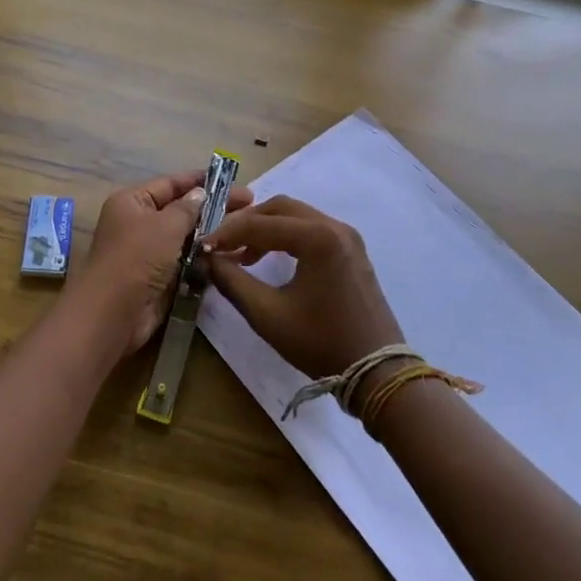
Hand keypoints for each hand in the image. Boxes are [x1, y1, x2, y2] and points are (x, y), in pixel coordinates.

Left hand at [71, 170, 253, 356]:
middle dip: (213, 207)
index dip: (200, 181)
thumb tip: (201, 193)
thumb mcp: (165, 225)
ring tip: (246, 230)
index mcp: (132, 202)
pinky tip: (233, 254)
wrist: (114, 313)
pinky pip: (187, 261)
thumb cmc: (137, 258)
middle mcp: (139, 223)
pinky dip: (206, 258)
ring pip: (187, 237)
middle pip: (181, 210)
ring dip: (212, 234)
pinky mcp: (160, 278)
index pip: (170, 184)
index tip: (230, 179)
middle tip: (249, 204)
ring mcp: (150, 252)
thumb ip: (188, 208)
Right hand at [204, 195, 402, 377]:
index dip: (227, 232)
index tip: (203, 246)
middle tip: (222, 244)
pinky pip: (312, 229)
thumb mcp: (268, 315)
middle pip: (280, 208)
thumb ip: (232, 282)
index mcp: (317, 237)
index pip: (260, 223)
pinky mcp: (352, 250)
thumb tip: (208, 260)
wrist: (376, 371)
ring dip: (266, 229)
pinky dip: (287, 237)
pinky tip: (269, 259)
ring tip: (241, 255)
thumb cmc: (320, 342)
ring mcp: (347, 237)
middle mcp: (335, 226)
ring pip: (296, 216)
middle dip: (247, 223)